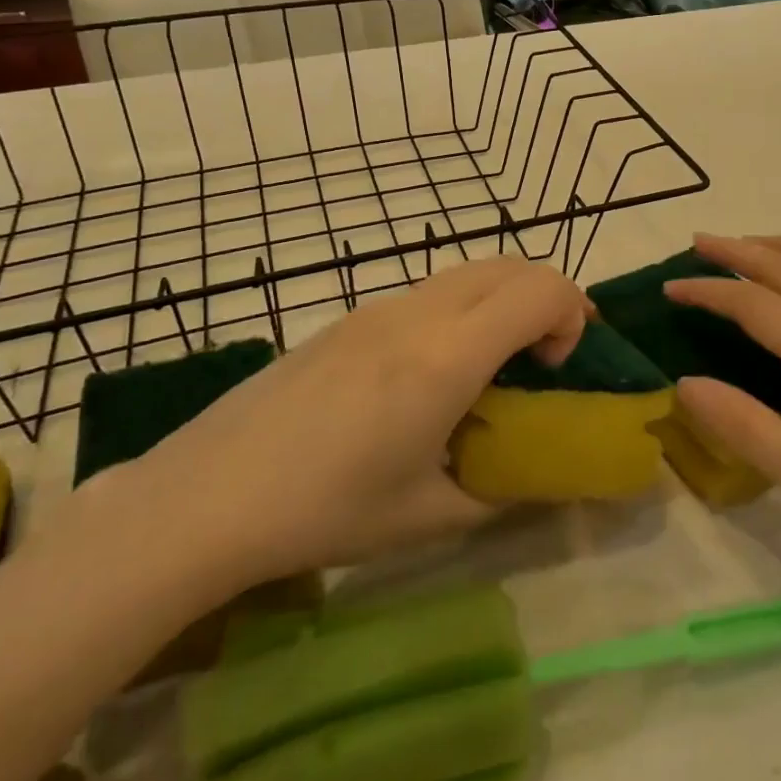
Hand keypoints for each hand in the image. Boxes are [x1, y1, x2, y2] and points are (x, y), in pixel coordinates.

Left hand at [104, 258, 589, 608]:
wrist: (208, 494)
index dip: (572, 315)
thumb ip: (497, 489)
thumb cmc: (326, 510)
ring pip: (466, 272)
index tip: (555, 369)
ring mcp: (377, 308)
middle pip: (510, 264)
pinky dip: (460, 310)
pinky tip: (428, 374)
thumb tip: (529, 475)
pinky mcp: (348, 318)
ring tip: (490, 366)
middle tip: (543, 359)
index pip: (542, 289)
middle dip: (546, 299)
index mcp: (447, 356)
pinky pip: (427, 292)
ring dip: (500, 301)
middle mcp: (418, 314)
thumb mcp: (428, 515)